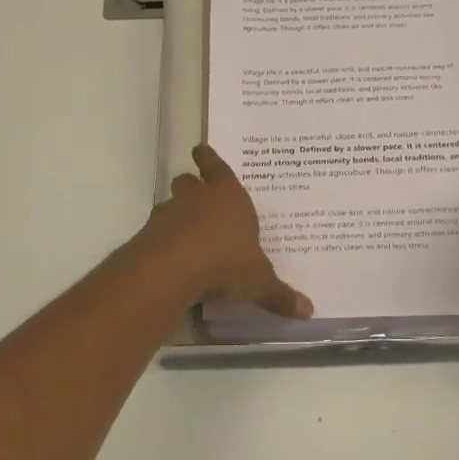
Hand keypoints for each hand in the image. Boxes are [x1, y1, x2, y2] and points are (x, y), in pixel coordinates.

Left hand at [140, 145, 312, 316]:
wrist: (171, 270)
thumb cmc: (225, 263)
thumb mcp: (258, 282)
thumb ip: (280, 295)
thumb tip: (309, 311)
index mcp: (228, 196)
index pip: (217, 167)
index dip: (209, 158)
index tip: (199, 149)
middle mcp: (197, 198)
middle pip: (189, 182)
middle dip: (192, 185)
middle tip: (197, 192)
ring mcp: (169, 214)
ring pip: (171, 204)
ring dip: (177, 213)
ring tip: (186, 231)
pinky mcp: (149, 235)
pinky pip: (158, 231)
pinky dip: (164, 239)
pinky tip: (173, 256)